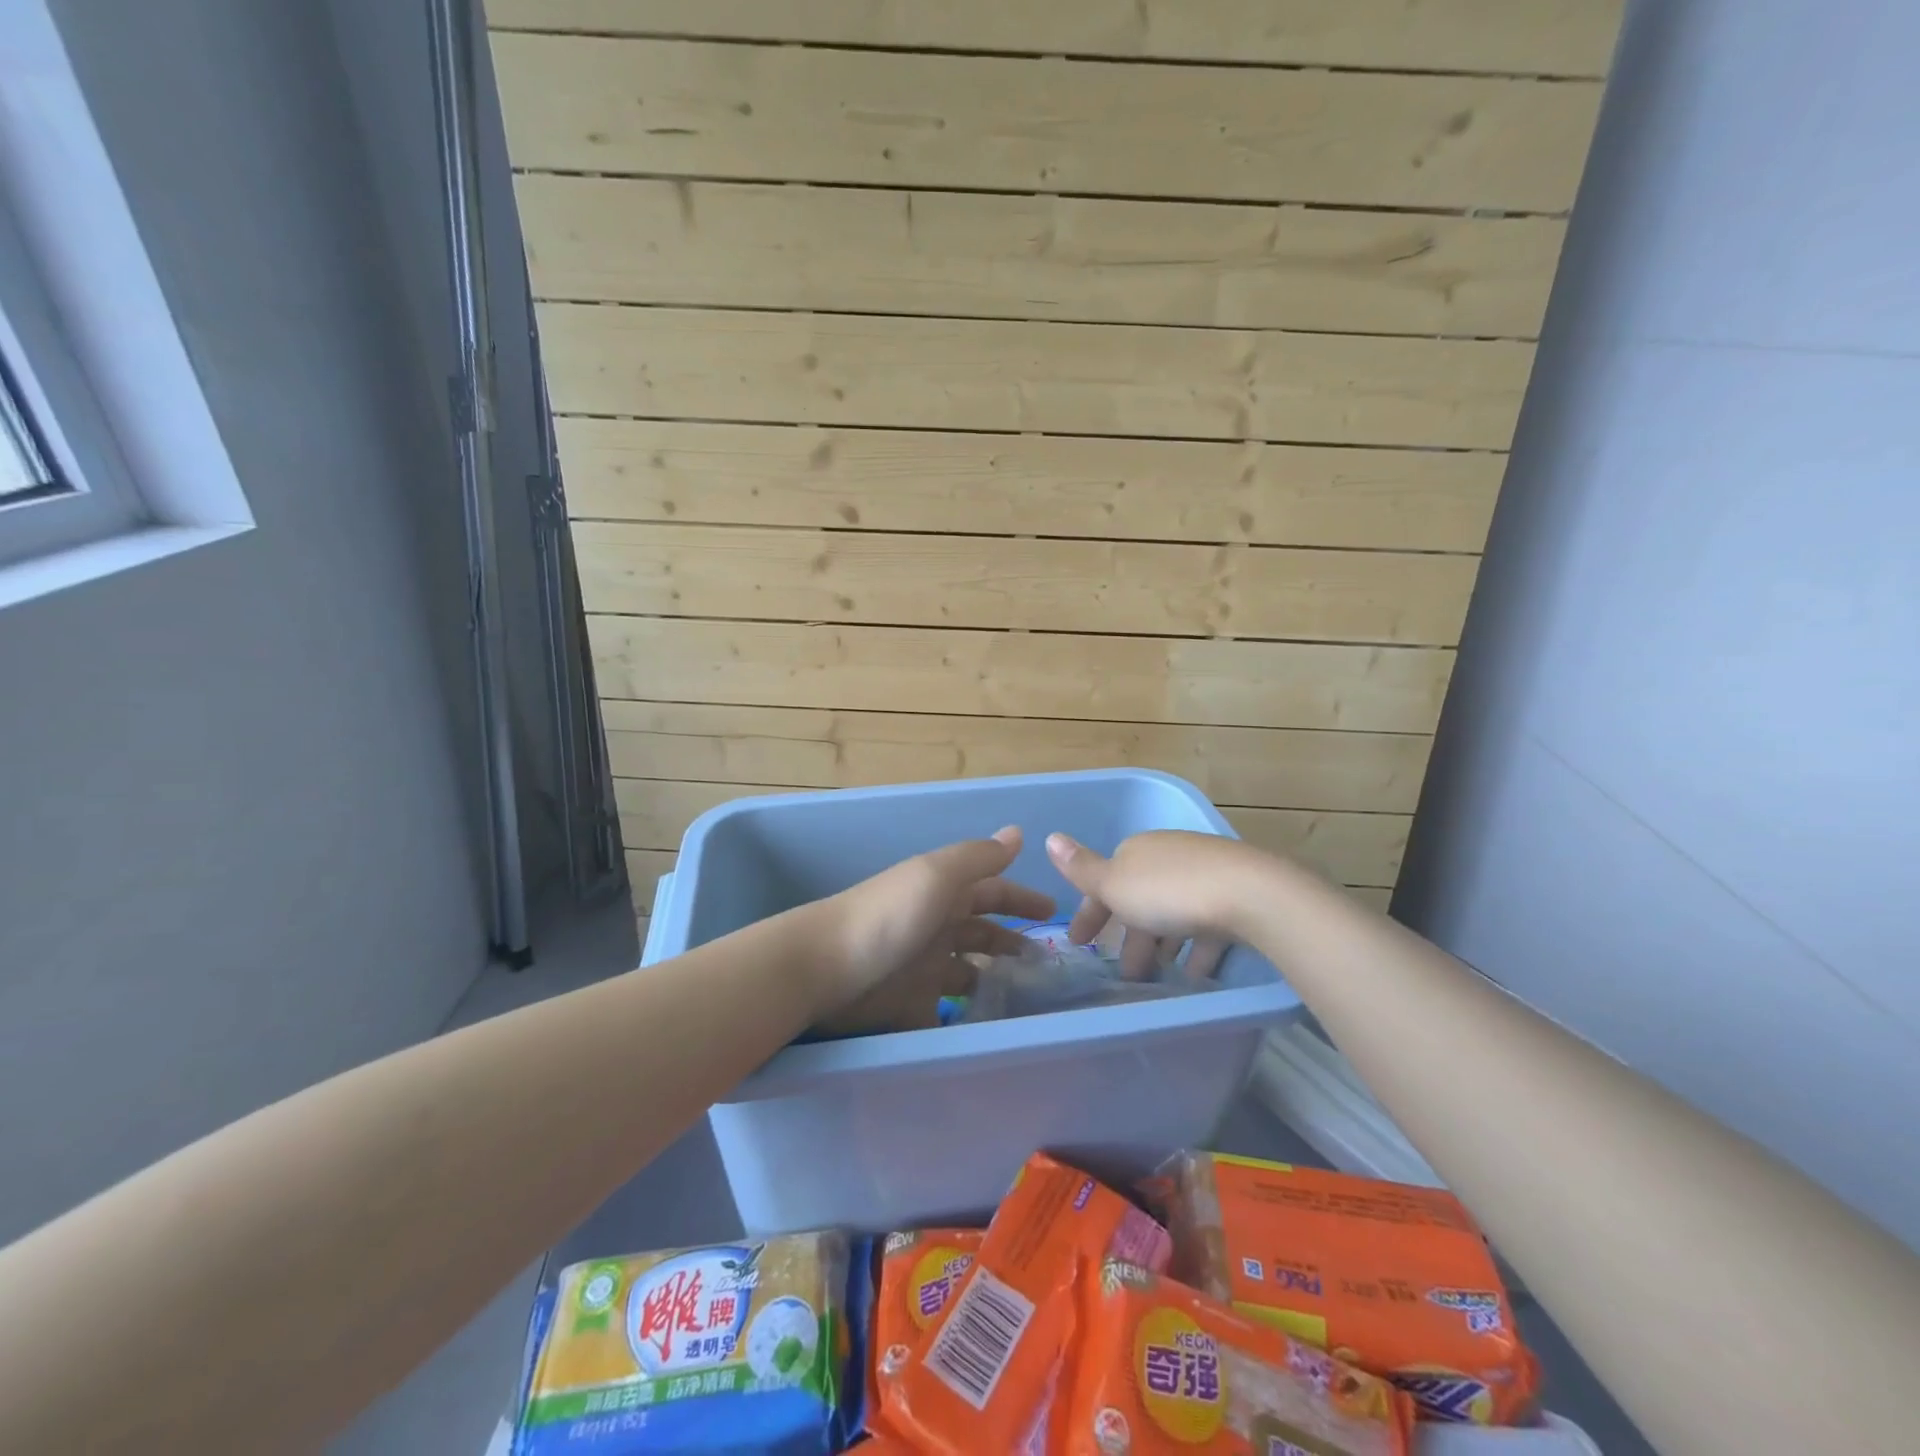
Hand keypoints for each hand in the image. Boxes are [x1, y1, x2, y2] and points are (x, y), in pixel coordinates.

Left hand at [812, 826, 1053, 1033]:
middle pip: (982, 934)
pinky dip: (966, 1019)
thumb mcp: (936, 876)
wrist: (822, 968)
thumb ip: (978, 858)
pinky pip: (946, 1012)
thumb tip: (1018, 833)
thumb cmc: (888, 916)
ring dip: (995, 981)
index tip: (1056, 913)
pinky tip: (991, 1031)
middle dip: (1013, 943)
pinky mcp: (909, 1006)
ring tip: (1028, 1000)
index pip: (993, 892)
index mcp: (944, 893)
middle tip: (1048, 966)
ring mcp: (922, 968)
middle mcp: (936, 927)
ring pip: (968, 973)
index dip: (1022, 899)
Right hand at [1045, 830, 1263, 979]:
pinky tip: (1195, 975)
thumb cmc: (1169, 892)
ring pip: (1173, 913)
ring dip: (1162, 943)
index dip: (1090, 913)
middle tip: (1122, 974)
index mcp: (1136, 851)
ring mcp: (1204, 875)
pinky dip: (1195, 949)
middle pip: (1139, 899)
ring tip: (1156, 978)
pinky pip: (1205, 926)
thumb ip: (1082, 868)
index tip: (1079, 944)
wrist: (1250, 894)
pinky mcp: (1234, 896)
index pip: (1105, 881)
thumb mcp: (1115, 883)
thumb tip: (1050, 837)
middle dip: (1128, 936)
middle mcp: (1168, 857)